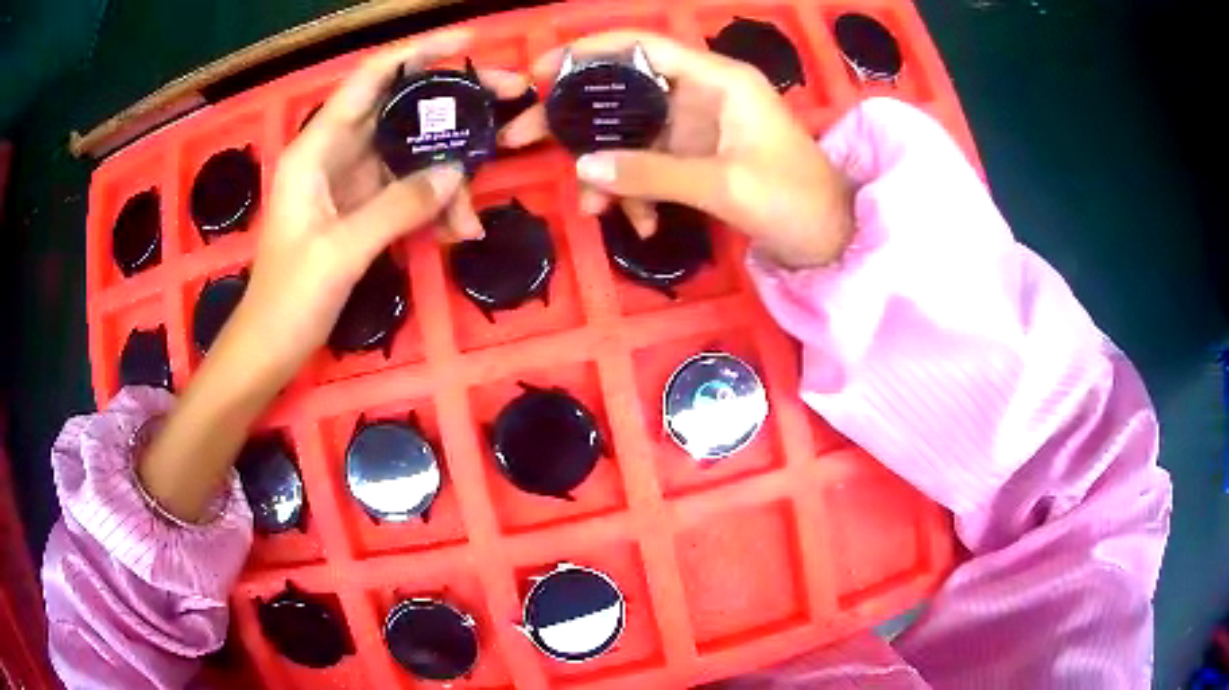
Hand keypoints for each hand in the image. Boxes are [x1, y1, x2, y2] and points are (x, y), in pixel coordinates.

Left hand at [135, 31, 536, 522]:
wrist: (271, 349)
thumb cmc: (289, 298)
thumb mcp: (341, 251)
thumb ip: (398, 206)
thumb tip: (457, 172)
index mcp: (316, 149)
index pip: (370, 80)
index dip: (417, 53)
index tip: (468, 43)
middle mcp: (335, 155)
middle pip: (400, 112)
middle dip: (452, 107)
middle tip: (507, 100)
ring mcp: (352, 184)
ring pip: (411, 157)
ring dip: (448, 177)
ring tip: (474, 211)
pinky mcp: (363, 212)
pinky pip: (409, 195)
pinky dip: (434, 209)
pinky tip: (454, 233)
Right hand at [512, 32, 854, 268]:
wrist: (831, 241)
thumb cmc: (794, 200)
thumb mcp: (724, 185)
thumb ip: (652, 173)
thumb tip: (584, 169)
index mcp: (717, 80)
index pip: (642, 47)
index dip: (589, 52)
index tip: (540, 72)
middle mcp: (701, 95)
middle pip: (624, 91)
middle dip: (576, 118)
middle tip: (523, 138)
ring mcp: (697, 128)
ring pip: (631, 135)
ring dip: (608, 170)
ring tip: (591, 210)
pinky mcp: (696, 158)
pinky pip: (650, 165)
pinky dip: (637, 191)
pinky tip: (638, 223)